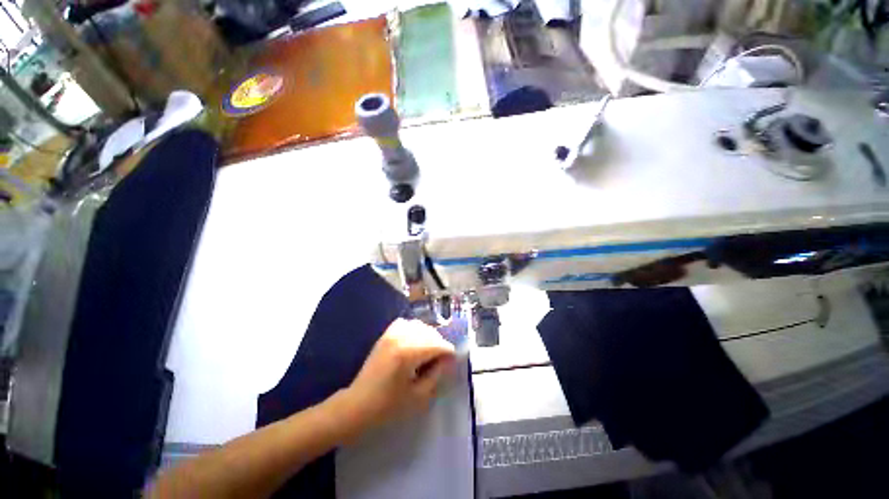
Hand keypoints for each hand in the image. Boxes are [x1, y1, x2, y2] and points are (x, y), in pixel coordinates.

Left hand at [344, 319, 456, 429]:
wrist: (358, 405)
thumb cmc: (388, 406)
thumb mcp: (418, 395)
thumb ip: (436, 374)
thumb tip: (448, 360)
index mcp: (408, 353)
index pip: (438, 344)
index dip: (448, 353)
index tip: (452, 362)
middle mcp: (401, 337)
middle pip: (430, 333)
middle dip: (439, 344)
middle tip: (440, 361)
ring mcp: (391, 334)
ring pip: (419, 326)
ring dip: (428, 336)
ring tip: (428, 351)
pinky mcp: (385, 334)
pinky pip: (405, 323)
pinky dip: (413, 329)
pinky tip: (413, 342)